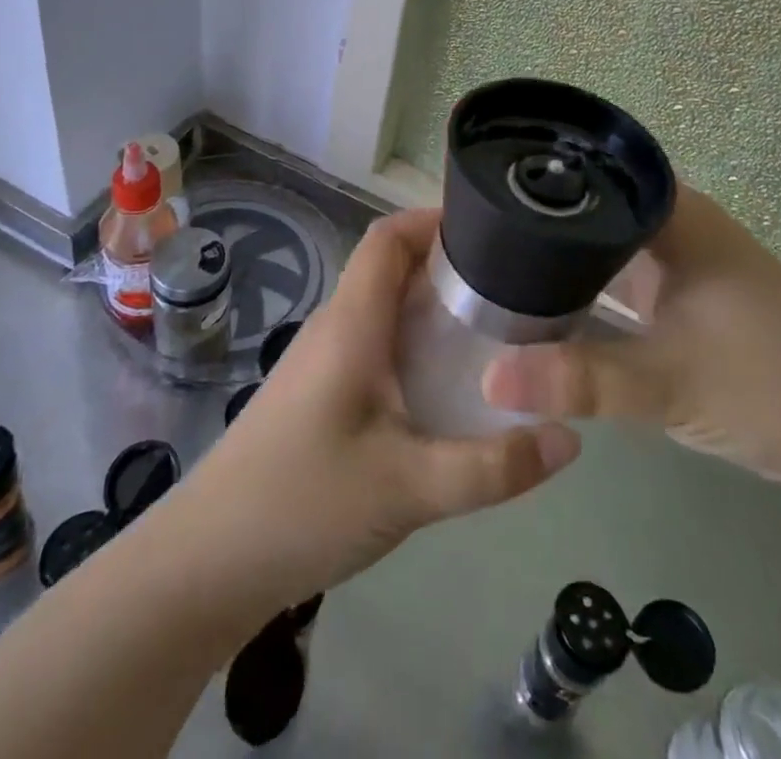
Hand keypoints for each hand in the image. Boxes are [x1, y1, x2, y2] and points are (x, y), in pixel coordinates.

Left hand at [178, 207, 579, 607]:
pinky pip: (376, 344)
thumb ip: (492, 466)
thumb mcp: (410, 487)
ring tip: (495, 329)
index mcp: (353, 323)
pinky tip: (448, 386)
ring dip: (433, 307)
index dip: (433, 219)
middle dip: (449, 266)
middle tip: (512, 285)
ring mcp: (324, 360)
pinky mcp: (321, 393)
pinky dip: (415, 344)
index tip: (490, 230)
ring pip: (385, 309)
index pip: (388, 238)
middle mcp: (337, 327)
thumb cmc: (304, 503)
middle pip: (392, 268)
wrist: (209, 562)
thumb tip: (571, 438)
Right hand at [482, 187, 780, 496]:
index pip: (589, 171)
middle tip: (467, 237)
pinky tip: (542, 307)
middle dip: (533, 223)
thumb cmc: (774, 385)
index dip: (534, 177)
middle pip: (589, 209)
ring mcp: (680, 264)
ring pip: (602, 247)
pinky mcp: (684, 301)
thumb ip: (579, 380)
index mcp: (673, 214)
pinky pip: (618, 281)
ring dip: (557, 260)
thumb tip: (487, 379)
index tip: (476, 195)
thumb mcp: (668, 382)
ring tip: (487, 266)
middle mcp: (673, 226)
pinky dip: (584, 292)